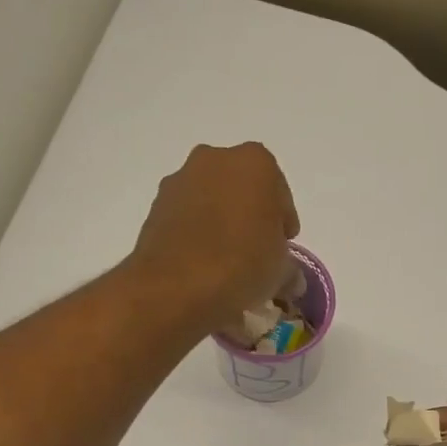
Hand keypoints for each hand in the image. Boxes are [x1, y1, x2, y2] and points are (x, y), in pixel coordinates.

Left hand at [129, 142, 300, 332]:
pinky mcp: (155, 206)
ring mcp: (180, 180)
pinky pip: (187, 218)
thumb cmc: (242, 265)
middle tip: (257, 251)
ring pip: (211, 200)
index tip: (283, 246)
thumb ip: (289, 268)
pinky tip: (203, 264)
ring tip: (227, 262)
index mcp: (255, 163)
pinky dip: (196, 234)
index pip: (279, 193)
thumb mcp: (281, 271)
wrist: (176, 286)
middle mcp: (215, 159)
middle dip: (250, 215)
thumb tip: (290, 279)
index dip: (283, 222)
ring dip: (221, 223)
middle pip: (242, 189)